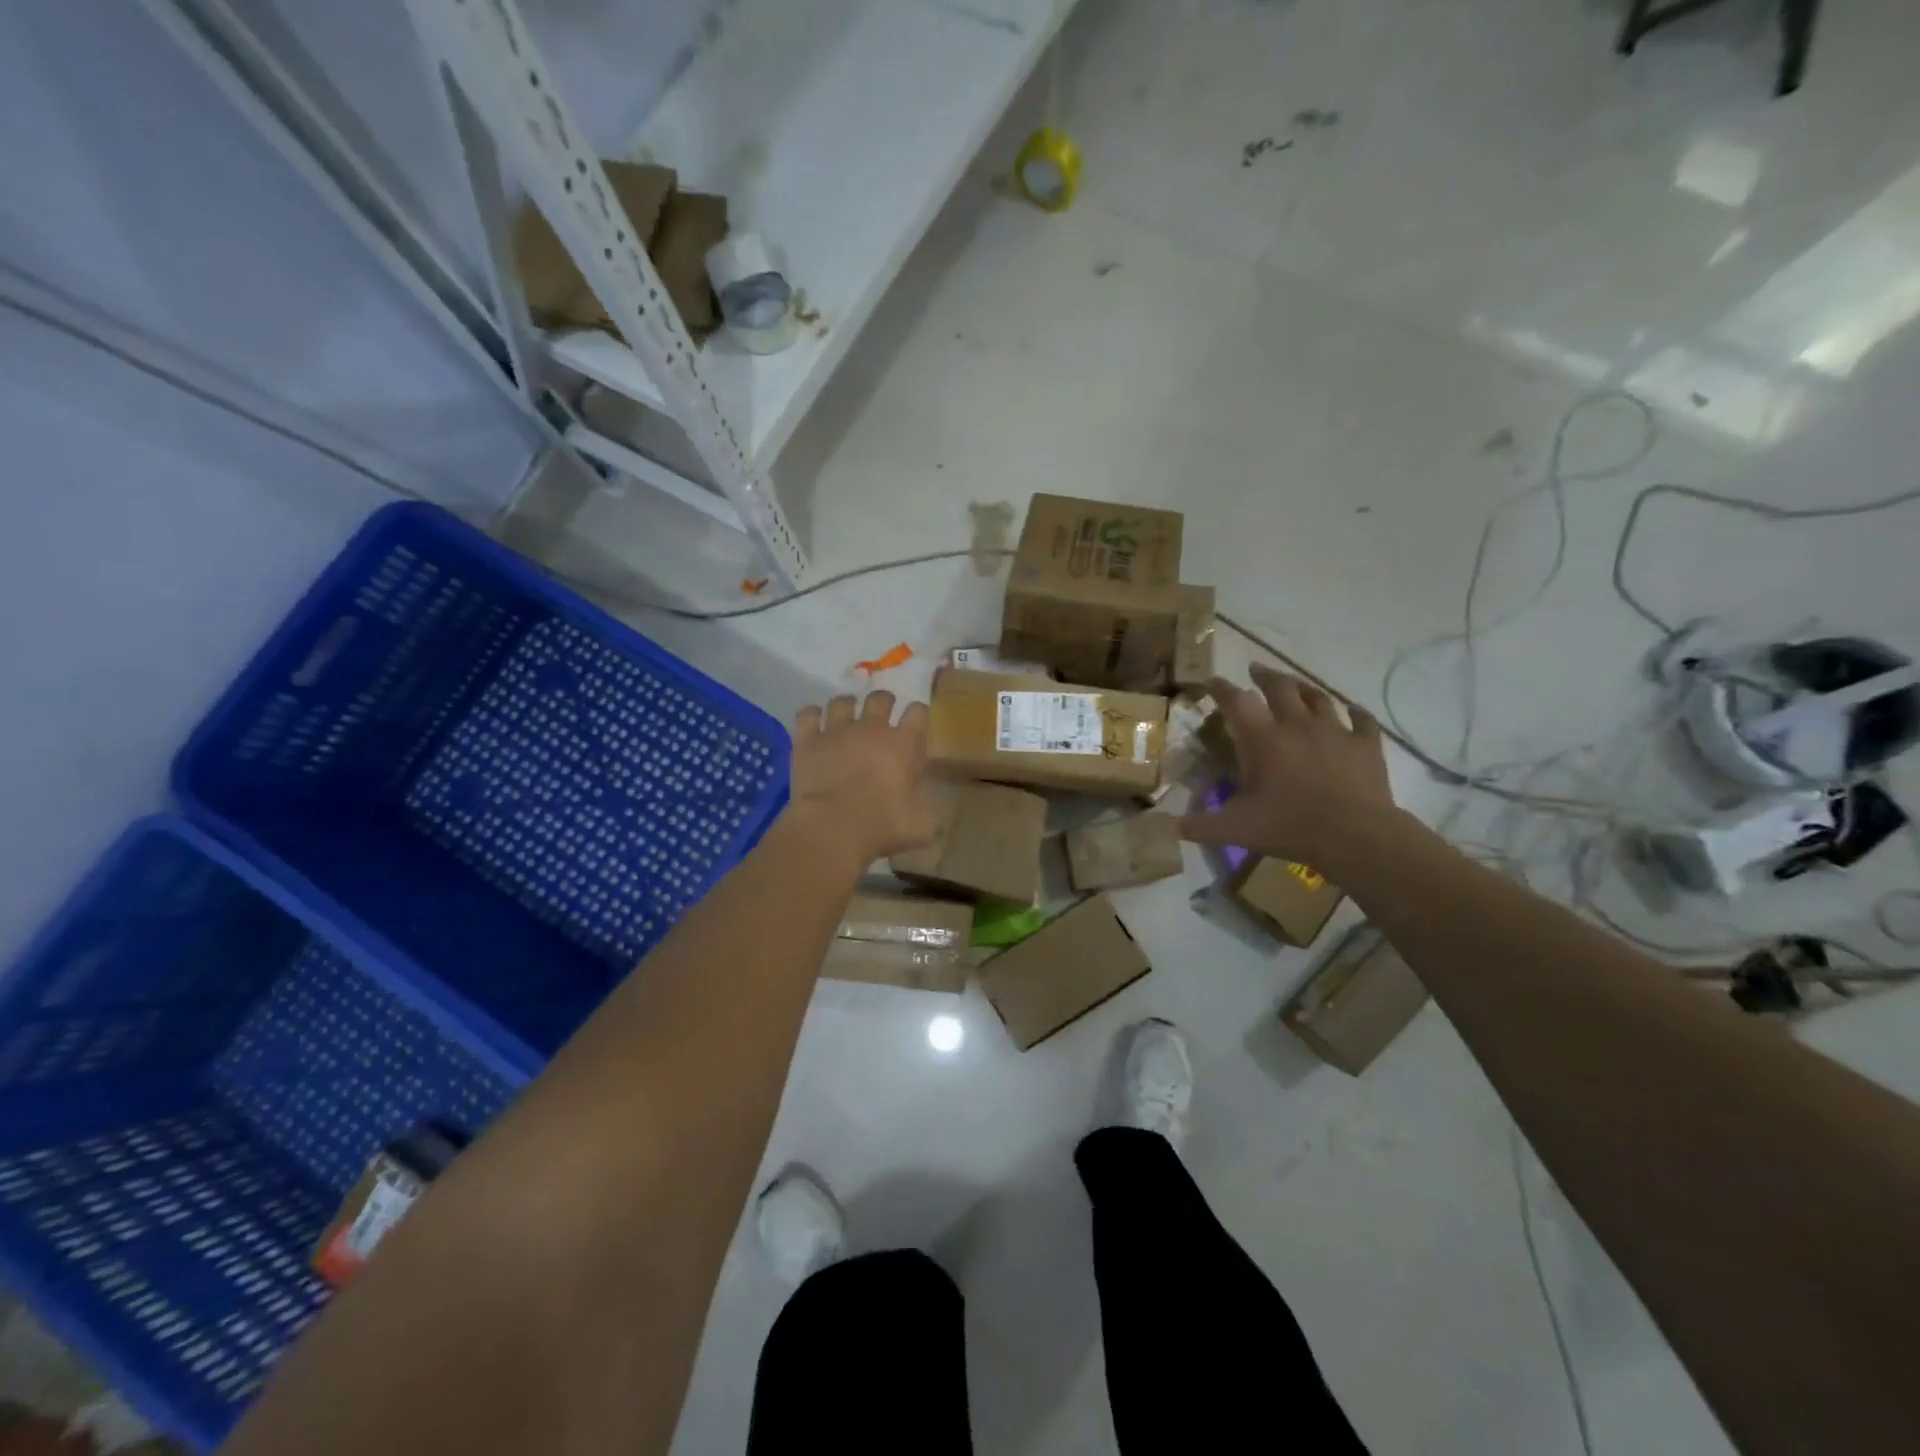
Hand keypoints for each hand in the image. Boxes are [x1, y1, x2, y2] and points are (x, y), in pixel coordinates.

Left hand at [788, 691, 937, 866]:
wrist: (832, 828)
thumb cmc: (883, 825)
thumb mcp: (922, 825)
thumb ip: (933, 810)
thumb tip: (938, 808)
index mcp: (903, 743)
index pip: (918, 712)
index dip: (918, 714)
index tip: (916, 722)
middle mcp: (871, 728)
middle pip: (880, 698)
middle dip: (884, 702)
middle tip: (882, 714)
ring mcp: (837, 731)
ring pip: (842, 701)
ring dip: (847, 705)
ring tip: (847, 715)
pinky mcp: (808, 741)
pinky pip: (808, 715)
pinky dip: (812, 715)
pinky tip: (815, 721)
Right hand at [1179, 664, 1398, 869]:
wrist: (1355, 837)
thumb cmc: (1288, 827)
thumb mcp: (1233, 829)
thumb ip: (1195, 825)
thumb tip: (1159, 827)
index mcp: (1262, 739)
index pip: (1236, 701)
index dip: (1220, 688)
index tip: (1210, 681)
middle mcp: (1297, 725)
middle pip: (1280, 686)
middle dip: (1264, 675)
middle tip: (1254, 670)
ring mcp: (1335, 731)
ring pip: (1318, 697)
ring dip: (1303, 687)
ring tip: (1295, 685)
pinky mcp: (1366, 745)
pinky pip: (1362, 719)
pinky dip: (1355, 712)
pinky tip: (1352, 711)